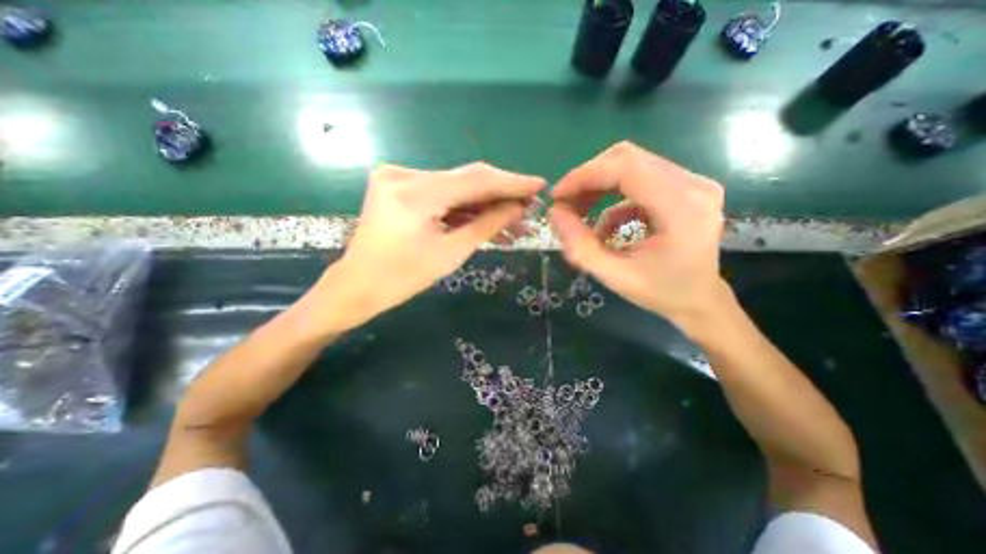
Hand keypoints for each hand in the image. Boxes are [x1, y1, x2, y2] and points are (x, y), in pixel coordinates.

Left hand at [316, 163, 545, 327]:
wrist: (357, 285)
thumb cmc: (403, 278)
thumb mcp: (451, 253)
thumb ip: (487, 224)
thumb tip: (518, 208)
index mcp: (415, 194)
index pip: (476, 180)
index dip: (511, 183)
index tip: (539, 184)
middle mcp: (404, 174)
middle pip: (466, 178)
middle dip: (500, 193)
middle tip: (528, 205)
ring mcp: (398, 176)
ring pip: (455, 185)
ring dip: (484, 202)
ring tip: (512, 218)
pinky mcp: (398, 184)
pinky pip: (440, 191)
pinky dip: (463, 204)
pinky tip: (485, 216)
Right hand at [550, 143, 726, 331]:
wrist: (699, 300)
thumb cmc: (660, 293)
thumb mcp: (614, 276)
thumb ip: (580, 246)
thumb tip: (554, 213)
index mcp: (682, 208)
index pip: (627, 168)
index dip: (585, 175)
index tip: (558, 196)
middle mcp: (694, 185)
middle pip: (628, 158)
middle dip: (588, 178)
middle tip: (566, 203)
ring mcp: (693, 183)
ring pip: (632, 164)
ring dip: (598, 185)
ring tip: (580, 211)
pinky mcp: (685, 187)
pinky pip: (639, 179)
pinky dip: (613, 197)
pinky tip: (605, 223)